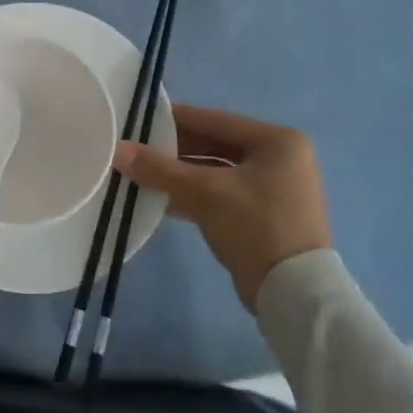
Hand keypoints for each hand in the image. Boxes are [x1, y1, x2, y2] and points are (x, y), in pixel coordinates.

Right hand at [114, 105, 330, 311]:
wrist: (294, 295)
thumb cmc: (256, 227)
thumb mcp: (206, 193)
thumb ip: (160, 169)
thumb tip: (118, 150)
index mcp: (278, 142)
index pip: (216, 120)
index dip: (176, 119)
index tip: (140, 118)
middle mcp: (280, 159)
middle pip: (216, 146)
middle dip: (175, 150)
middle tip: (136, 148)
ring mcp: (273, 189)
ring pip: (216, 172)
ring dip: (180, 175)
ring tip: (141, 173)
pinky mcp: (263, 216)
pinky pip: (221, 194)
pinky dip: (194, 195)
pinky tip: (160, 199)